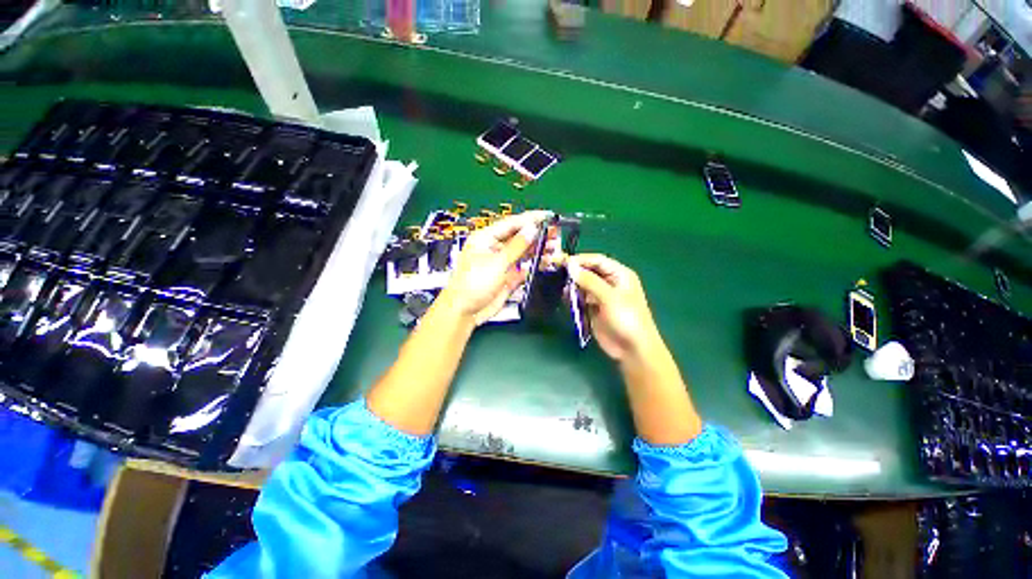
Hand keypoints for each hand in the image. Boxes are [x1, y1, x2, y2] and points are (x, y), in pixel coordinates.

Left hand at [440, 211, 550, 325]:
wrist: (465, 311)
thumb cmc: (472, 283)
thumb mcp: (496, 262)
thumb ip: (516, 246)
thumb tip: (531, 229)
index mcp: (486, 238)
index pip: (512, 223)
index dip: (531, 219)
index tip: (548, 216)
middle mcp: (495, 248)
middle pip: (519, 237)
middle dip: (537, 234)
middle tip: (555, 233)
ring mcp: (502, 263)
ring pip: (523, 252)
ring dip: (538, 249)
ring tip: (554, 247)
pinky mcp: (508, 277)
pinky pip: (524, 267)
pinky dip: (535, 265)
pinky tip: (546, 262)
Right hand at [568, 254, 662, 361]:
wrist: (632, 349)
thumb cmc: (626, 318)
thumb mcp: (609, 297)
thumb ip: (589, 281)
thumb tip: (570, 266)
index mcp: (619, 274)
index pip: (597, 260)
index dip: (580, 260)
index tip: (562, 262)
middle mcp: (609, 282)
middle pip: (588, 271)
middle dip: (574, 272)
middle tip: (555, 273)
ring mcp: (600, 296)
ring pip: (582, 285)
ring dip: (572, 285)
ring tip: (560, 287)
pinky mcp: (593, 308)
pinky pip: (580, 298)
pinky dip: (572, 297)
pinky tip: (564, 298)